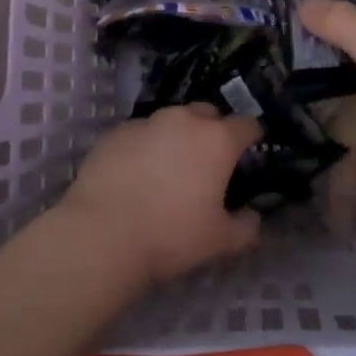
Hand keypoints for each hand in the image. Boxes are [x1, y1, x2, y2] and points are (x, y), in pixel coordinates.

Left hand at [57, 104, 263, 287]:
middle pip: (208, 113)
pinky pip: (140, 133)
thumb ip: (246, 227)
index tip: (249, 154)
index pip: (247, 125)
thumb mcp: (220, 242)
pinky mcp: (116, 132)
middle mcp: (184, 120)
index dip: (251, 138)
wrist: (102, 234)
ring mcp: (147, 122)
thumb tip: (253, 217)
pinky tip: (136, 174)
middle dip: (212, 130)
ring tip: (168, 168)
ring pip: (171, 120)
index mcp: (217, 140)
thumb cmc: (171, 235)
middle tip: (207, 162)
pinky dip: (145, 146)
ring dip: (177, 137)